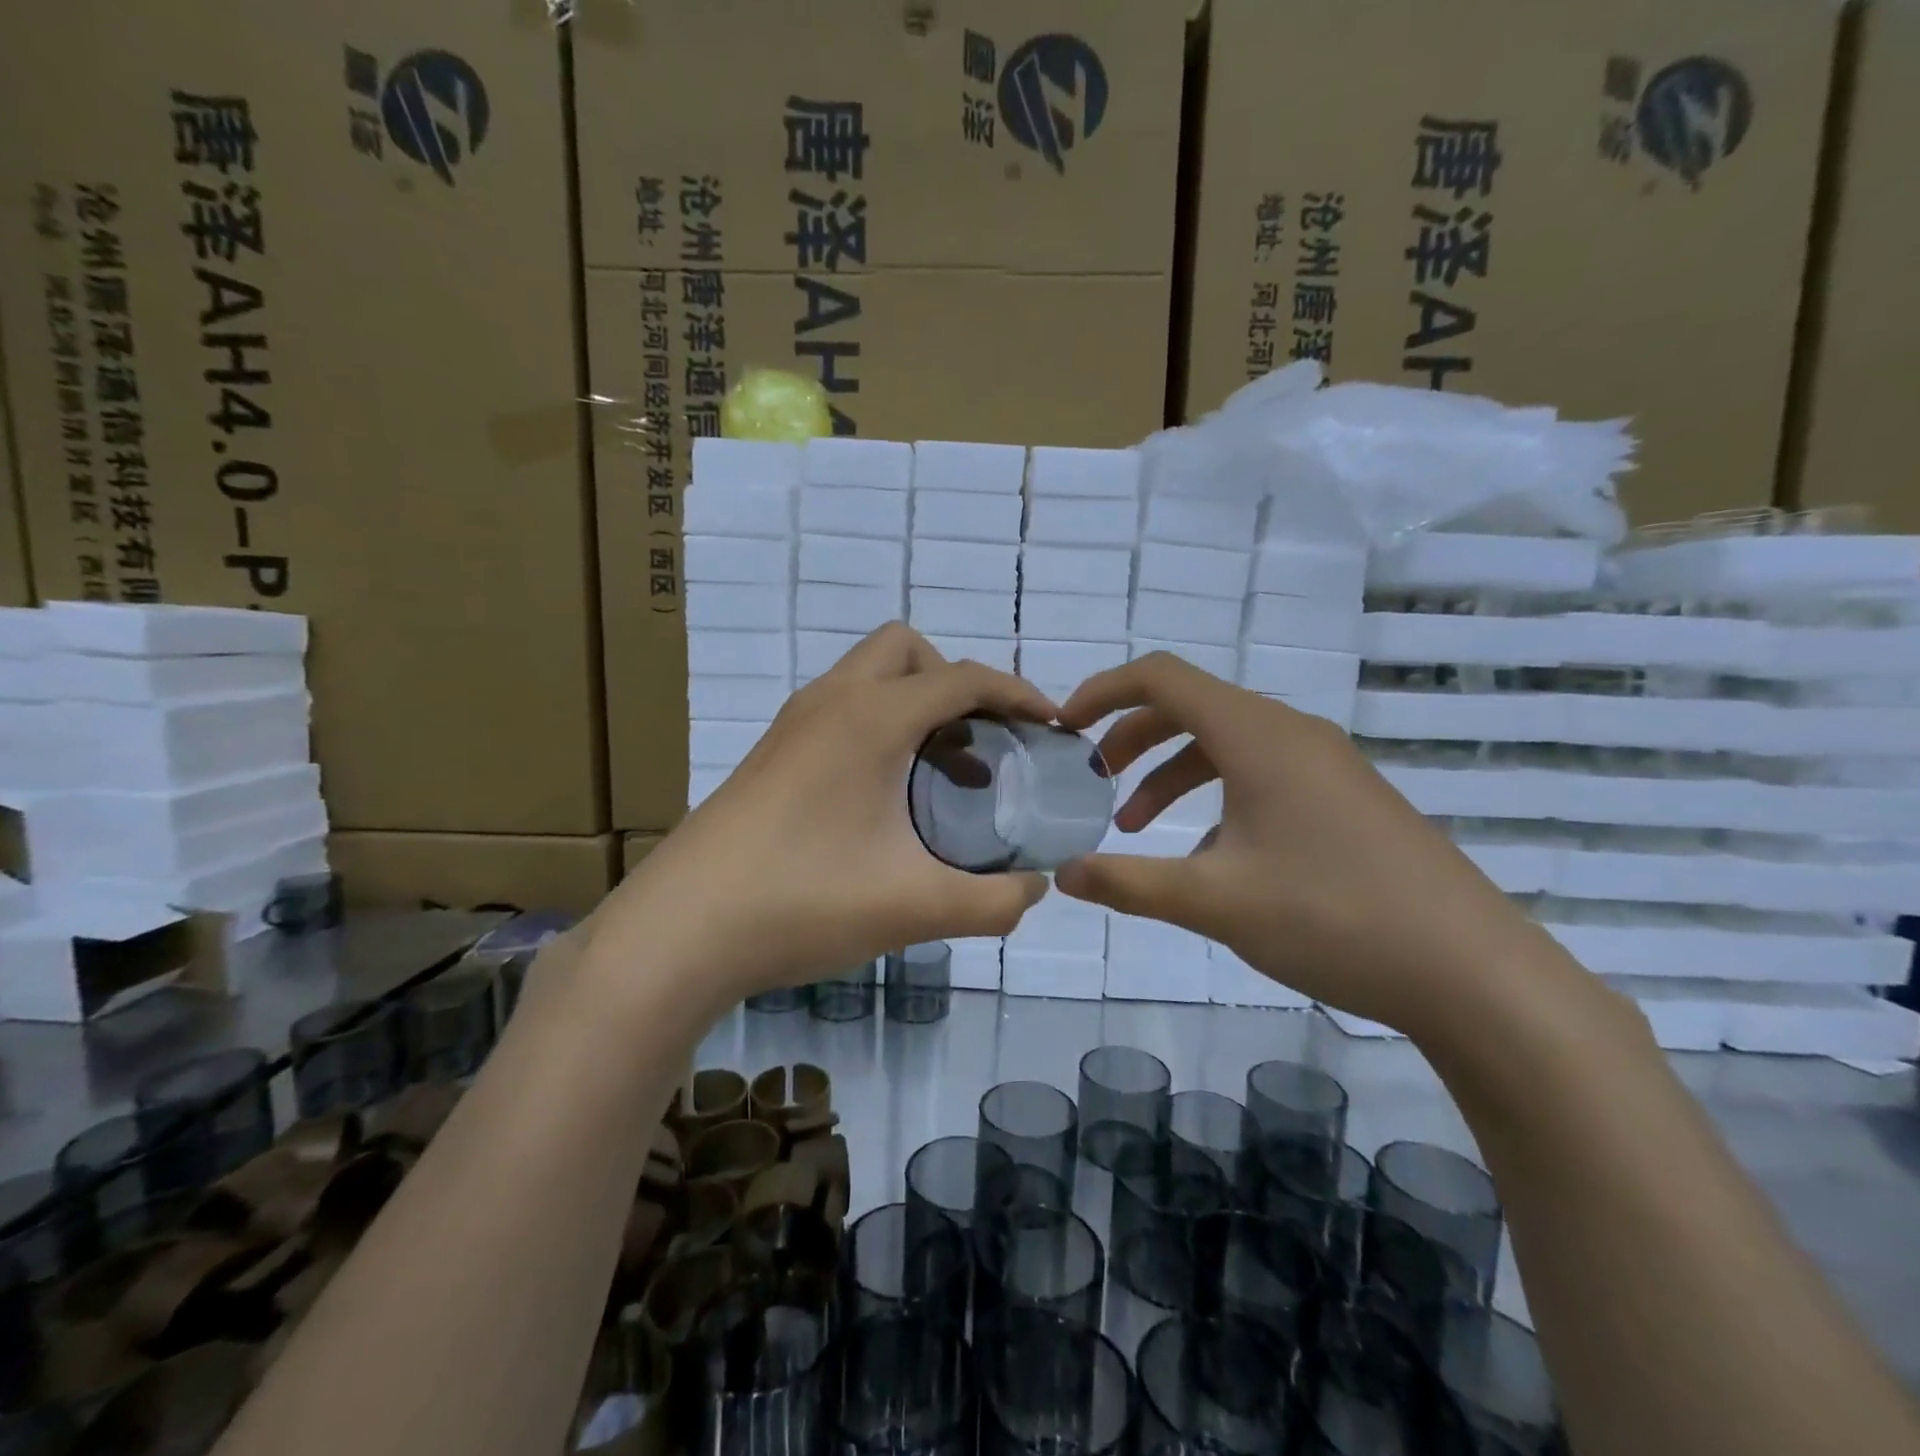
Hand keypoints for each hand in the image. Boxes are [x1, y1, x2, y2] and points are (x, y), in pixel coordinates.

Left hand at [593, 625, 1052, 1010]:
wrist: (678, 931)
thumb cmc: (802, 901)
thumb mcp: (914, 906)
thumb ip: (993, 901)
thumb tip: (1036, 890)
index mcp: (871, 717)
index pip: (962, 677)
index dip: (1017, 694)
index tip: (1050, 727)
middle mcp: (830, 702)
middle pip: (906, 651)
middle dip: (954, 683)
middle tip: (981, 743)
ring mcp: (792, 725)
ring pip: (867, 679)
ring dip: (915, 706)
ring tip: (944, 775)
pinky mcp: (770, 755)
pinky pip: (840, 711)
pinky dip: (879, 729)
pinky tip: (885, 800)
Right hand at [1055, 653, 1539, 1034]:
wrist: (1471, 970)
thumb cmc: (1333, 917)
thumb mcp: (1214, 902)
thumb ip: (1128, 883)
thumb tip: (1065, 875)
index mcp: (1256, 735)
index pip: (1161, 677)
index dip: (1102, 691)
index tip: (1064, 728)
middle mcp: (1290, 732)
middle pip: (1190, 706)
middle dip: (1130, 737)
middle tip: (1093, 780)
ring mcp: (1324, 763)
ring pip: (1225, 742)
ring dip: (1170, 770)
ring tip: (1135, 825)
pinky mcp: (1344, 795)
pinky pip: (1260, 771)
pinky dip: (1215, 794)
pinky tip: (1209, 855)